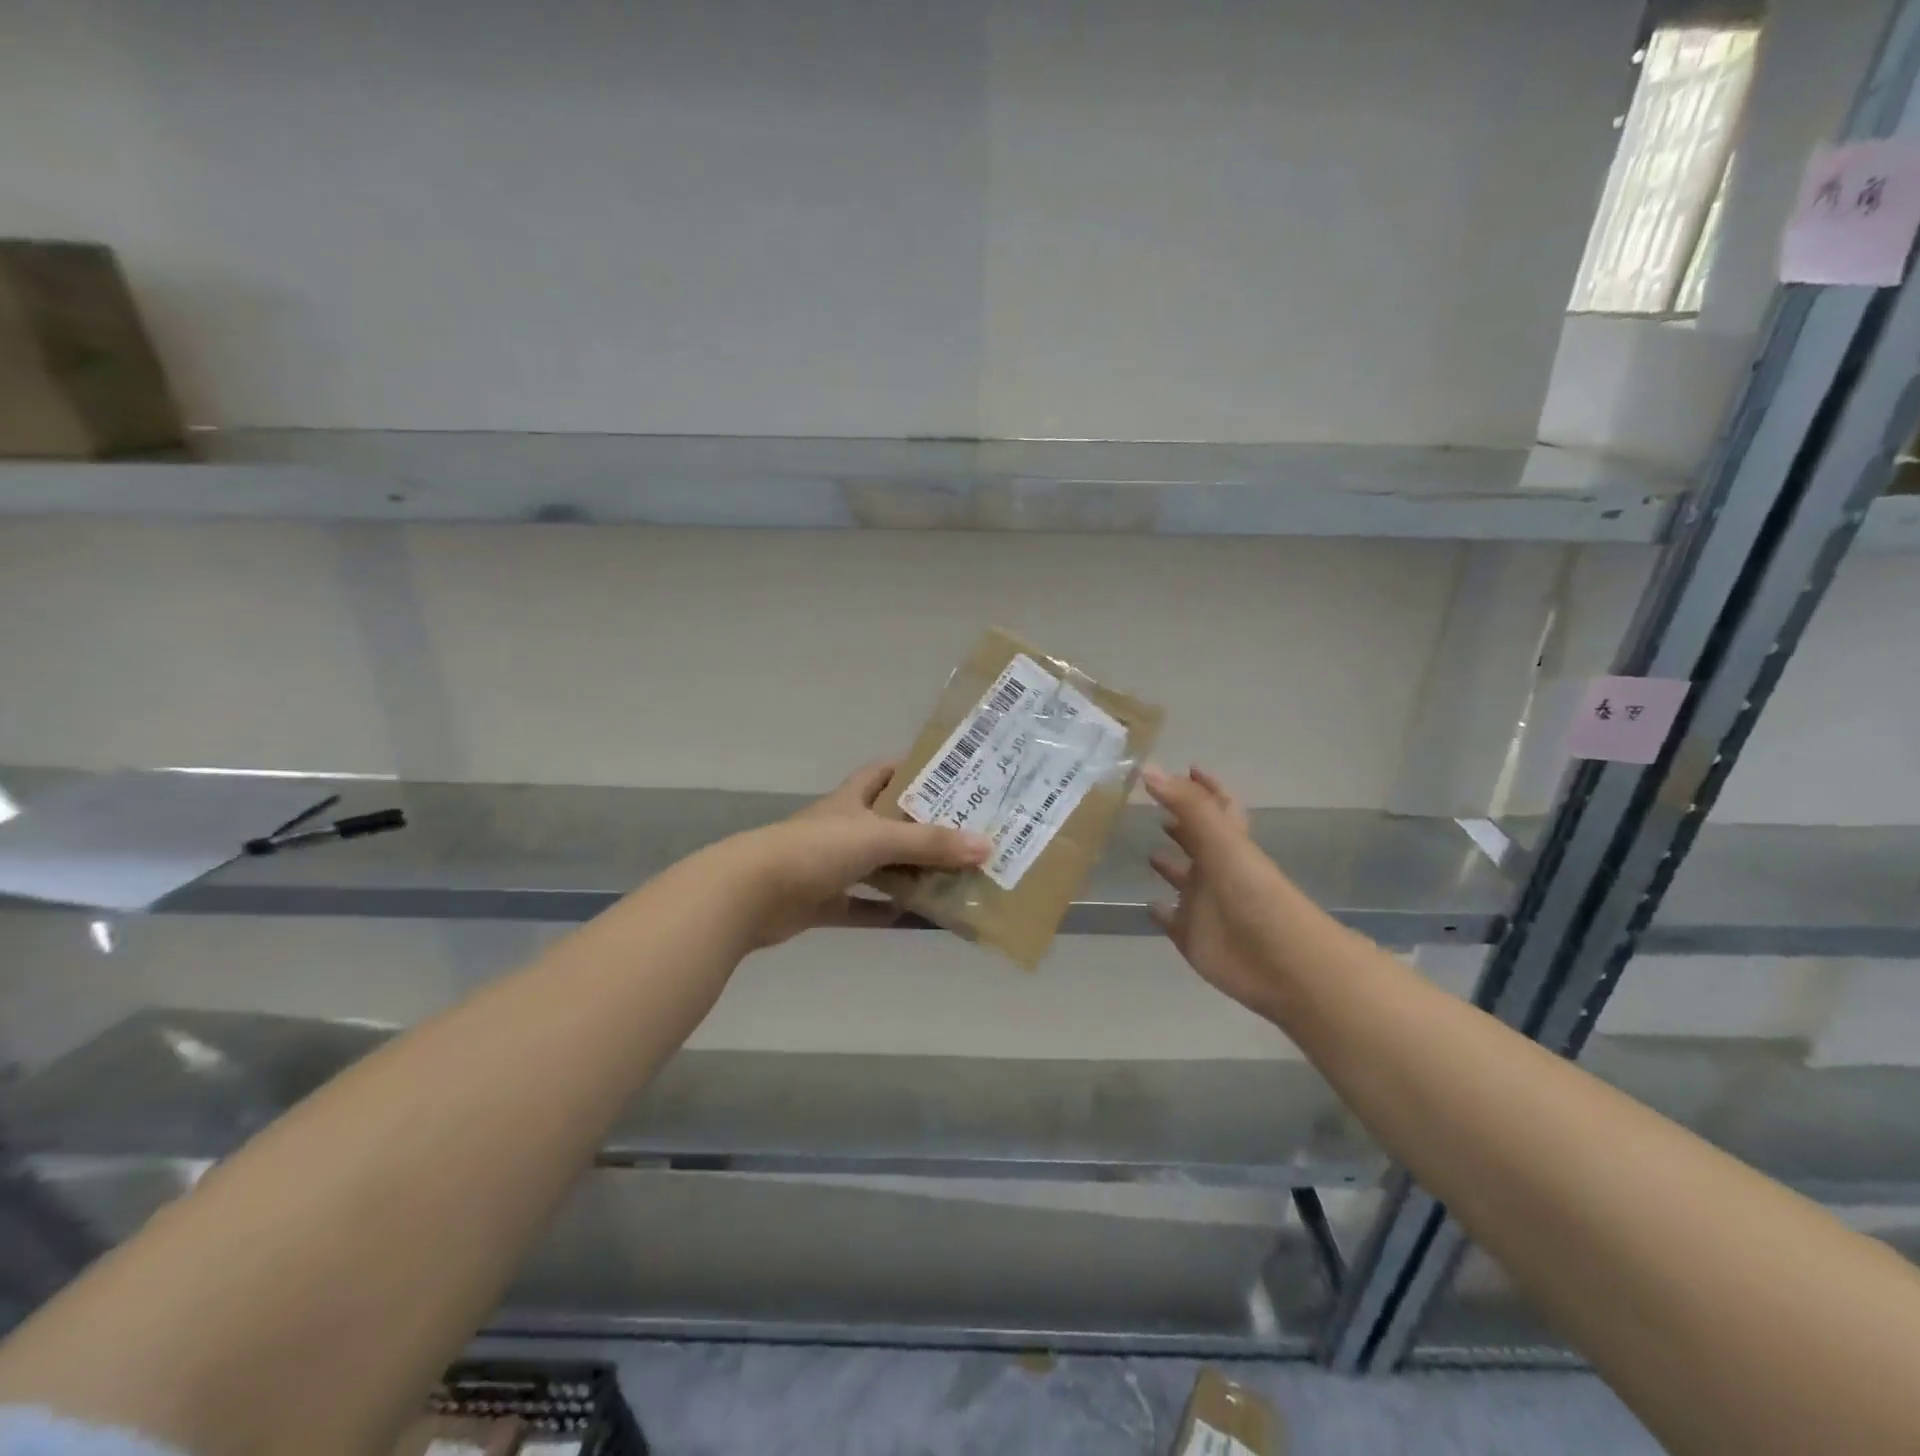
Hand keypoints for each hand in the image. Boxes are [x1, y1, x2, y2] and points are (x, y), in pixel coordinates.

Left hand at [733, 761, 989, 947]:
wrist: (750, 894)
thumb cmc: (815, 850)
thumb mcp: (878, 838)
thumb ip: (930, 843)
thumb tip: (986, 846)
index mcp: (851, 801)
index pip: (882, 772)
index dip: (910, 769)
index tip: (948, 775)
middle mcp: (841, 829)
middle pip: (888, 823)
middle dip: (923, 829)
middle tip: (967, 835)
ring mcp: (829, 868)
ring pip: (879, 869)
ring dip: (910, 875)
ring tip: (955, 878)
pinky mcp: (822, 903)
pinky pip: (864, 908)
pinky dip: (889, 914)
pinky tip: (923, 922)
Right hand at [1144, 765, 1289, 1014]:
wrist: (1279, 960)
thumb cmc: (1252, 893)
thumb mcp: (1221, 840)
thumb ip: (1187, 804)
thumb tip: (1148, 768)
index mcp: (1229, 843)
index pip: (1217, 806)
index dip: (1204, 787)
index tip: (1187, 769)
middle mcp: (1217, 869)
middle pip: (1198, 841)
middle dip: (1181, 823)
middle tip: (1153, 806)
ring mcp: (1205, 904)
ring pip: (1184, 880)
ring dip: (1170, 866)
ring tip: (1147, 852)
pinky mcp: (1193, 935)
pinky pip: (1172, 920)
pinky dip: (1160, 912)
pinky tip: (1147, 904)